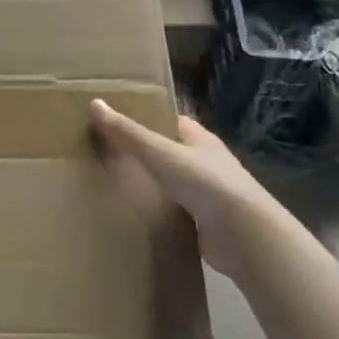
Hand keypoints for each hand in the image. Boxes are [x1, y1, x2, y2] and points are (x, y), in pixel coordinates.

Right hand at [89, 99, 280, 278]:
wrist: (243, 235)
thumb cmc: (204, 182)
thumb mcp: (159, 152)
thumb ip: (127, 132)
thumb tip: (94, 103)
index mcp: (201, 139)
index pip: (171, 122)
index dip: (147, 118)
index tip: (118, 121)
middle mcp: (207, 163)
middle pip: (171, 152)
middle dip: (146, 153)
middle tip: (109, 153)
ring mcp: (209, 195)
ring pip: (174, 183)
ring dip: (153, 184)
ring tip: (117, 184)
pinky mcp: (207, 223)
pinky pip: (177, 211)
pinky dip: (160, 211)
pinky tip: (138, 214)